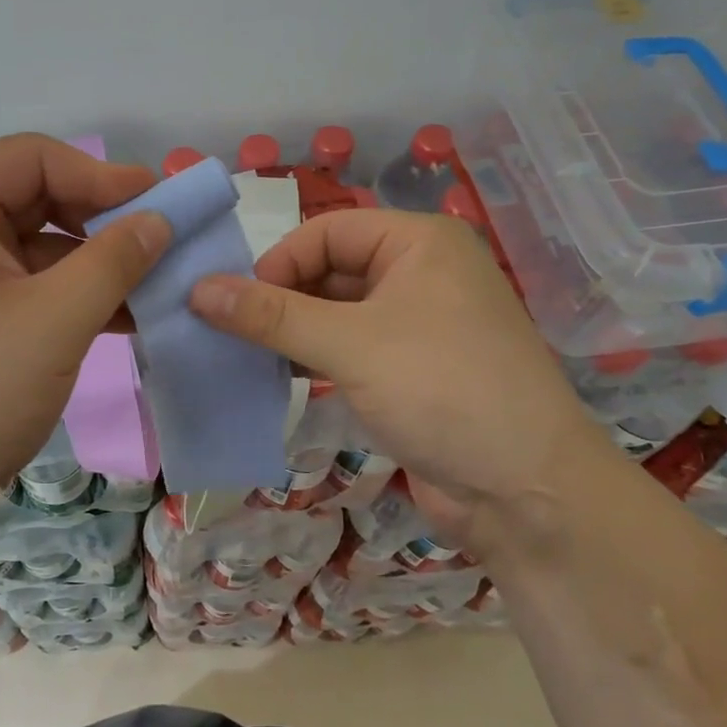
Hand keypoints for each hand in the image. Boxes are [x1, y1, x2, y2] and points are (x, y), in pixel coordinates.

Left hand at [0, 135, 169, 527]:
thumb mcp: (50, 322)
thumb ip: (113, 262)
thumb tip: (159, 218)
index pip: (32, 159)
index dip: (101, 175)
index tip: (161, 204)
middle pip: (36, 200)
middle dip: (101, 223)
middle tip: (163, 245)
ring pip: (37, 249)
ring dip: (95, 266)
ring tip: (156, 287)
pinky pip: (28, 289)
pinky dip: (73, 299)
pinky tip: (124, 319)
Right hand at [189, 209, 593, 545]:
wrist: (529, 494)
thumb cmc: (442, 391)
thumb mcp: (350, 345)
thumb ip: (271, 316)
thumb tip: (197, 289)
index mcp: (418, 243)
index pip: (326, 231)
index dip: (278, 262)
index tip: (236, 304)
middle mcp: (422, 272)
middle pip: (331, 269)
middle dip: (282, 299)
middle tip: (232, 332)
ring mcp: (420, 324)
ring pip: (338, 312)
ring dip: (294, 332)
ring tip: (246, 356)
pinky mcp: (414, 370)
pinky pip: (352, 348)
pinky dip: (316, 358)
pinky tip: (281, 377)